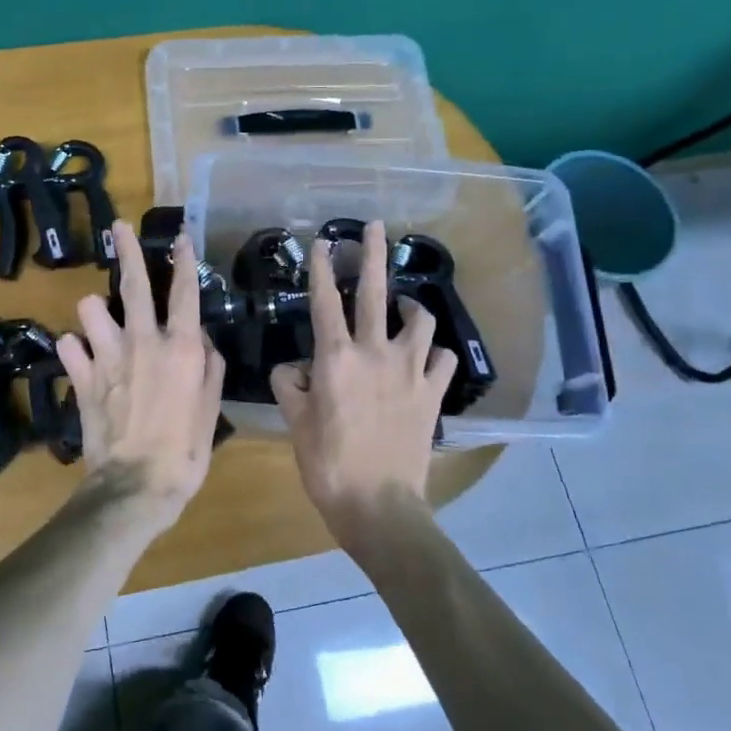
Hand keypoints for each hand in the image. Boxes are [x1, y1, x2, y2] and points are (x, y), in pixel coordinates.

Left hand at [56, 220, 225, 513]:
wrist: (136, 485)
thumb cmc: (184, 452)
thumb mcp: (210, 410)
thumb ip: (209, 367)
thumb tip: (200, 340)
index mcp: (180, 348)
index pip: (184, 293)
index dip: (184, 261)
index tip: (181, 238)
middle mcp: (142, 342)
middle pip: (133, 285)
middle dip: (127, 251)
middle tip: (119, 227)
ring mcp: (107, 357)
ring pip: (90, 308)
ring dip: (95, 310)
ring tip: (100, 321)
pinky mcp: (81, 377)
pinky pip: (69, 346)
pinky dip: (75, 348)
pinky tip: (82, 357)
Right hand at [270, 220, 455, 532]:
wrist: (379, 505)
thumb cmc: (327, 464)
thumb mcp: (295, 423)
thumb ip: (288, 385)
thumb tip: (292, 367)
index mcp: (335, 358)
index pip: (325, 301)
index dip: (322, 267)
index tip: (322, 240)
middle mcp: (375, 353)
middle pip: (376, 292)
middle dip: (373, 254)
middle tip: (375, 226)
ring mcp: (409, 371)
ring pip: (419, 320)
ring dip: (411, 306)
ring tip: (404, 305)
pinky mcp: (433, 392)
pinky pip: (441, 358)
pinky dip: (433, 352)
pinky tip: (426, 356)